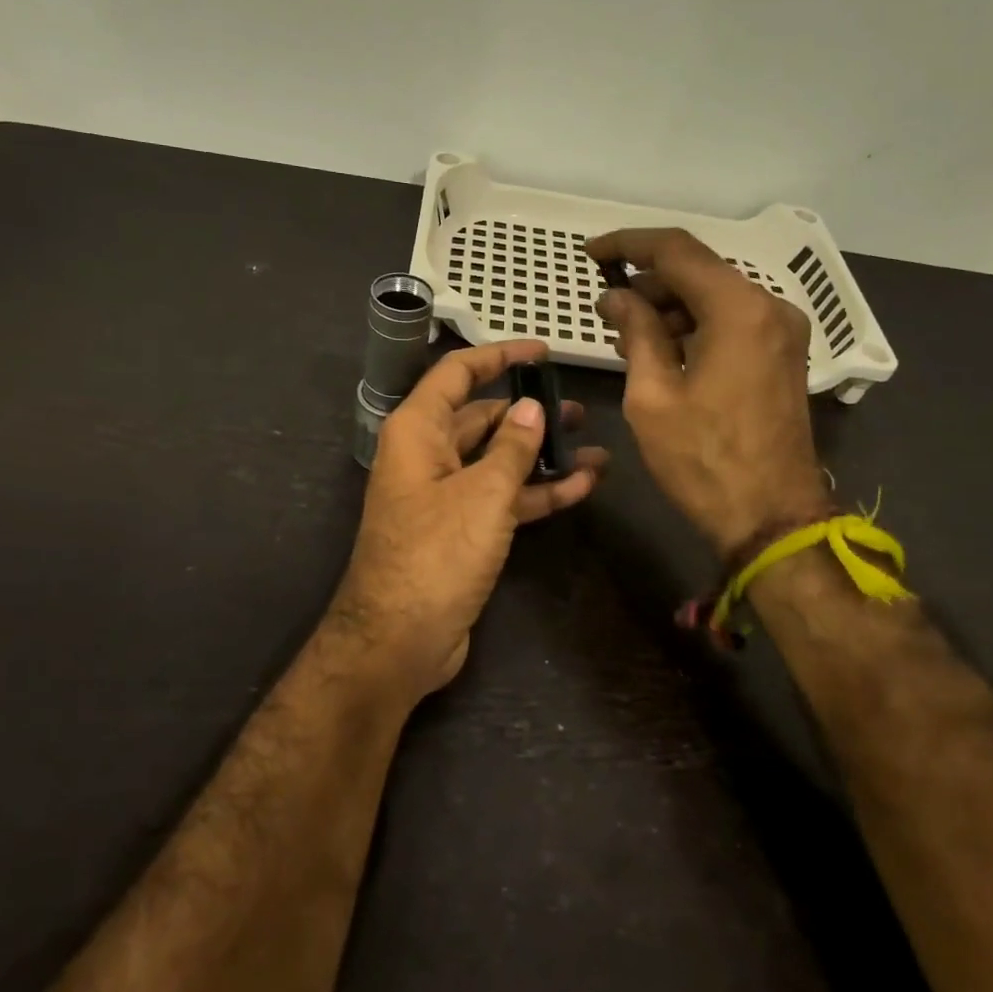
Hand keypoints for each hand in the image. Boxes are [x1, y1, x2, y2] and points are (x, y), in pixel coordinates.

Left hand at [327, 340, 607, 703]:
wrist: (399, 640)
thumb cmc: (436, 553)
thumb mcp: (482, 494)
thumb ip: (512, 447)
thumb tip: (531, 408)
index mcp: (418, 430)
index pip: (458, 373)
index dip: (499, 356)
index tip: (542, 351)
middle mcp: (428, 455)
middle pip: (482, 418)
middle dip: (529, 412)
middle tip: (579, 409)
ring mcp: (445, 495)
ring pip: (498, 460)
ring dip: (542, 455)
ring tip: (593, 445)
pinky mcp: (462, 531)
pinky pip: (502, 498)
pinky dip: (537, 492)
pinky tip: (583, 485)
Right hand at [587, 228, 830, 564]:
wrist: (771, 518)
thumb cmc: (703, 460)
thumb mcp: (652, 396)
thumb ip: (636, 332)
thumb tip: (616, 297)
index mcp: (738, 310)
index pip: (676, 251)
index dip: (628, 244)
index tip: (591, 253)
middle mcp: (769, 308)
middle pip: (699, 271)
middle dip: (647, 281)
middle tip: (605, 307)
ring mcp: (782, 332)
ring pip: (716, 296)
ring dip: (669, 306)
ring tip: (626, 334)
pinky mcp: (783, 356)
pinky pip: (732, 322)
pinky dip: (695, 325)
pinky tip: (662, 350)